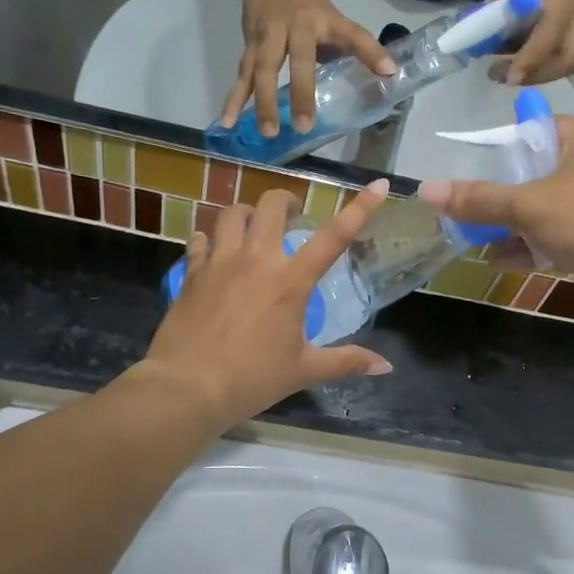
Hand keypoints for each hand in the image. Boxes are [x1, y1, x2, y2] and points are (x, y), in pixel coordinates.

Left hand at [142, 181, 393, 427]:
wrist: (187, 388)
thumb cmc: (252, 379)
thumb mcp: (304, 370)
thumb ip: (346, 361)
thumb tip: (385, 366)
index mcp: (291, 281)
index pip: (334, 237)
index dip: (360, 209)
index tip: (379, 186)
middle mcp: (256, 259)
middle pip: (271, 204)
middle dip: (286, 201)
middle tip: (292, 216)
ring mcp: (220, 262)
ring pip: (232, 213)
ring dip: (247, 214)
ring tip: (253, 230)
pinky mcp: (191, 273)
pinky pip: (201, 240)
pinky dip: (211, 239)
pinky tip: (214, 251)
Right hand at [220, 0, 394, 136]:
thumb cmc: (310, 5)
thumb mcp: (335, 21)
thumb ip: (354, 49)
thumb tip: (386, 76)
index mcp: (324, 21)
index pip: (352, 35)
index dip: (370, 51)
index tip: (389, 71)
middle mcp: (295, 27)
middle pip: (298, 60)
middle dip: (301, 92)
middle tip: (304, 126)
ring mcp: (268, 35)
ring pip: (262, 69)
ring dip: (263, 101)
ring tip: (268, 132)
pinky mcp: (249, 44)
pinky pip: (241, 75)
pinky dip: (233, 99)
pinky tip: (226, 122)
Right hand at [417, 118, 573, 325]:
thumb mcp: (529, 205)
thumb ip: (480, 200)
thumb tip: (427, 190)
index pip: (541, 126)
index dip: (510, 137)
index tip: (479, 155)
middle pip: (537, 174)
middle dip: (501, 191)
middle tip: (466, 202)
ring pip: (544, 212)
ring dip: (510, 225)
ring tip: (471, 235)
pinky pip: (555, 242)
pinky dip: (528, 249)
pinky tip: (497, 259)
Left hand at [429, 0, 573, 85]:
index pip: (551, 34)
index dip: (529, 60)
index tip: (504, 76)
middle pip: (572, 56)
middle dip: (540, 73)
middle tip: (505, 75)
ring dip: (545, 66)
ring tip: (509, 63)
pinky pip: (573, 38)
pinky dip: (549, 50)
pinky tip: (521, 41)